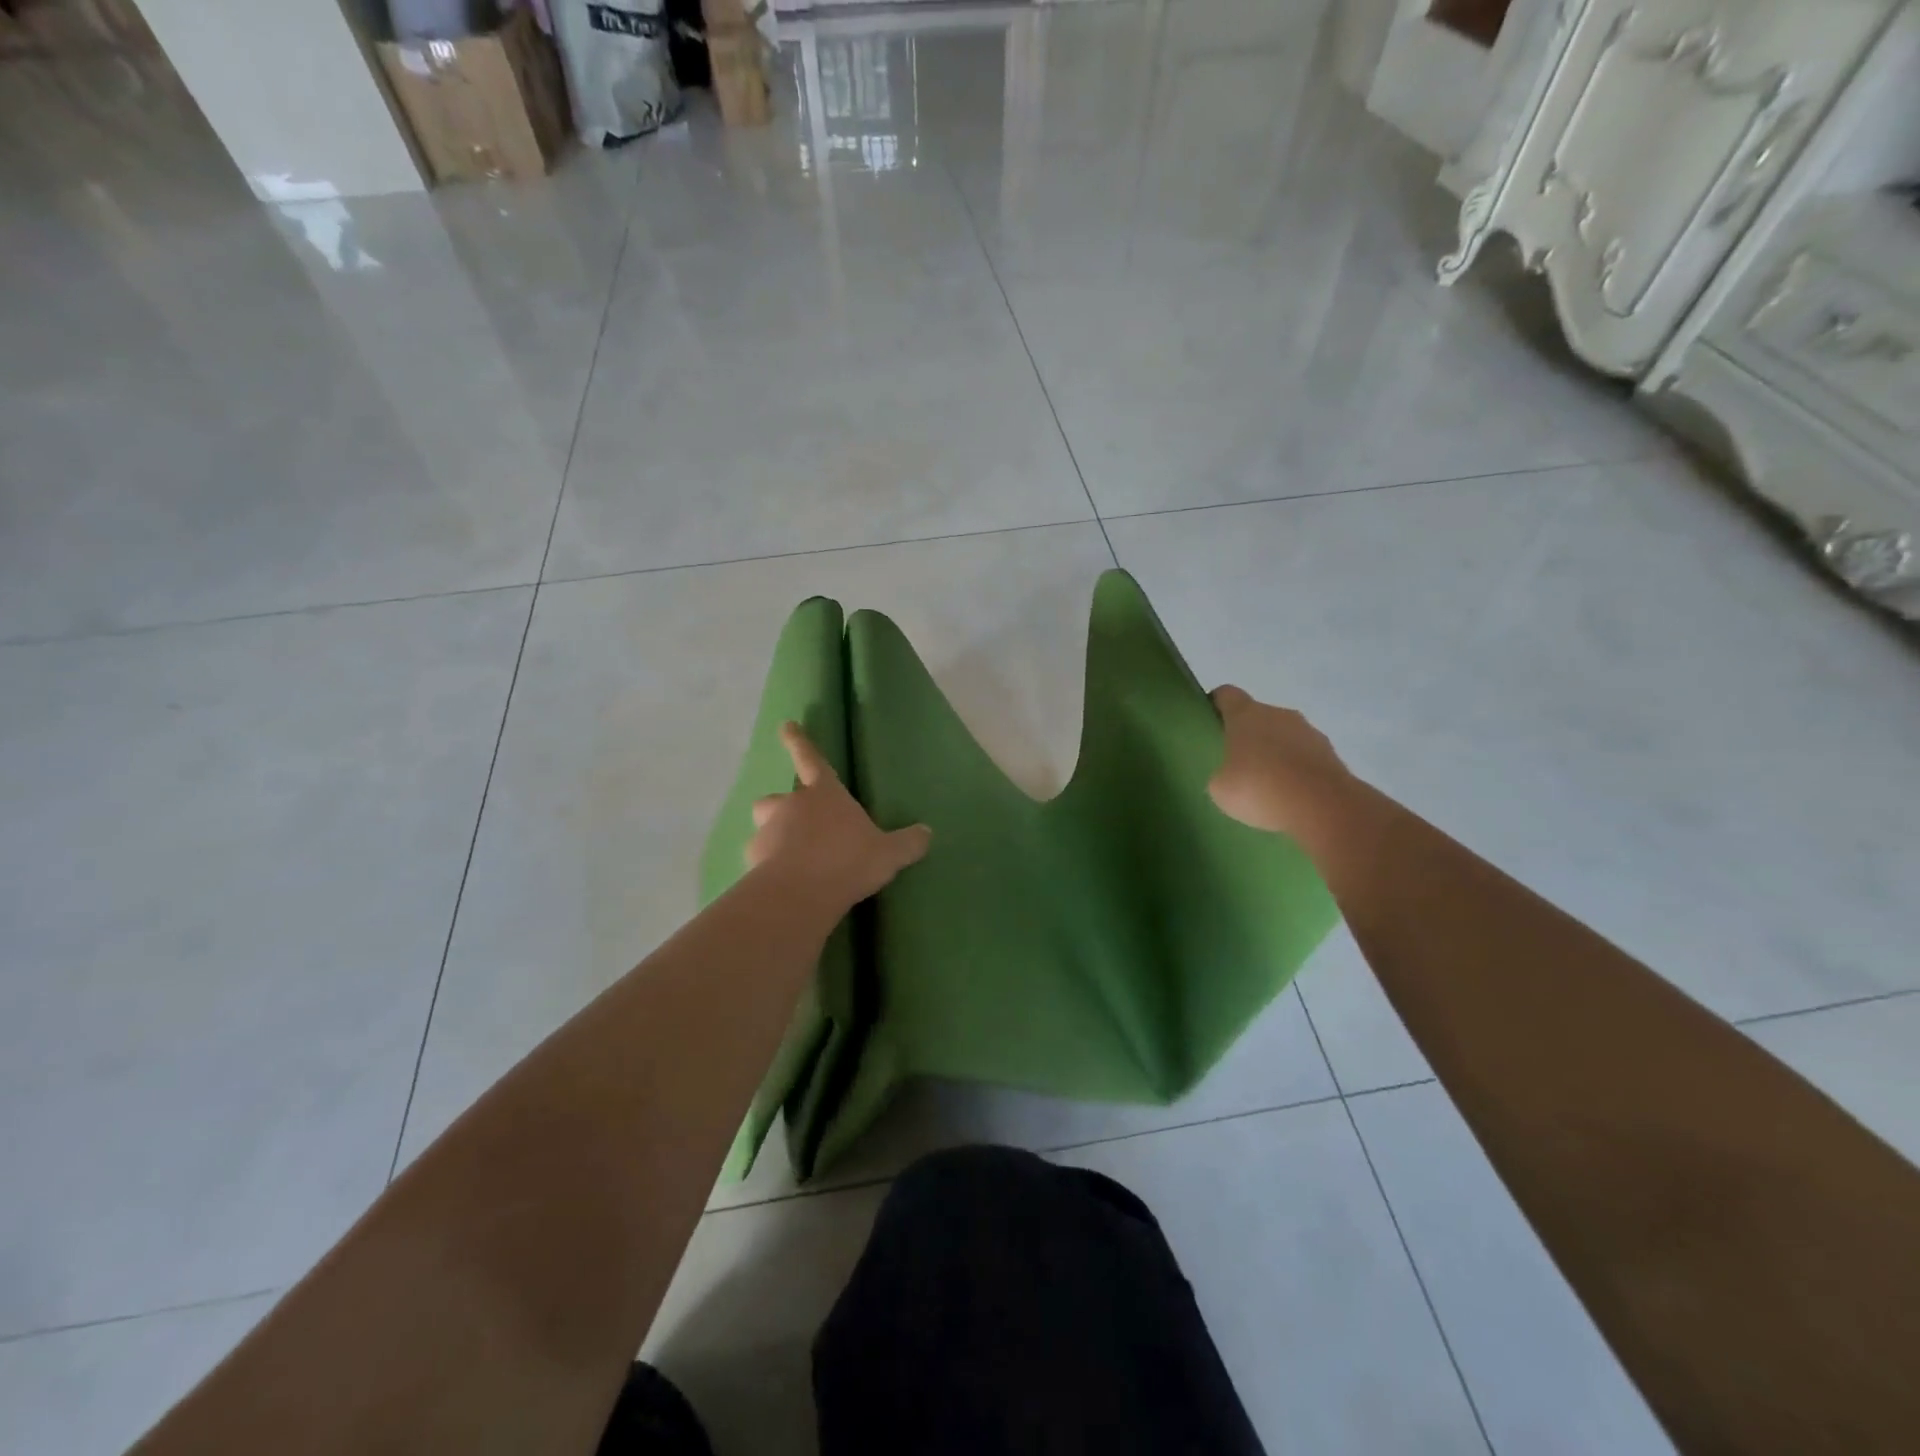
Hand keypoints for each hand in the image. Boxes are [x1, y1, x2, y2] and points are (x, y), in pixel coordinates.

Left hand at [747, 722, 931, 908]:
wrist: (801, 892)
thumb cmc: (848, 860)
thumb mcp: (889, 854)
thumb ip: (907, 842)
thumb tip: (927, 832)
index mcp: (825, 794)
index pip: (811, 759)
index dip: (799, 741)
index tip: (786, 725)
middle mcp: (792, 805)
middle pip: (778, 796)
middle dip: (783, 804)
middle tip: (797, 823)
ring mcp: (769, 832)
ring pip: (763, 824)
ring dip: (773, 834)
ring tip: (789, 855)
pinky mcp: (753, 860)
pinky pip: (758, 858)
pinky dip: (767, 866)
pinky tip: (781, 883)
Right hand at [1207, 686, 1354, 837]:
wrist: (1322, 807)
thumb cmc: (1259, 788)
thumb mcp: (1221, 788)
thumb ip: (1222, 774)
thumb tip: (1230, 775)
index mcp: (1246, 714)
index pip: (1227, 694)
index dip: (1216, 704)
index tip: (1210, 721)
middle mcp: (1279, 714)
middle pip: (1258, 716)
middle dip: (1248, 735)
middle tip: (1237, 763)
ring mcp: (1310, 732)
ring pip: (1284, 736)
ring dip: (1276, 752)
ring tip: (1267, 785)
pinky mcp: (1332, 754)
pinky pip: (1305, 757)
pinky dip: (1297, 770)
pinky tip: (1291, 795)